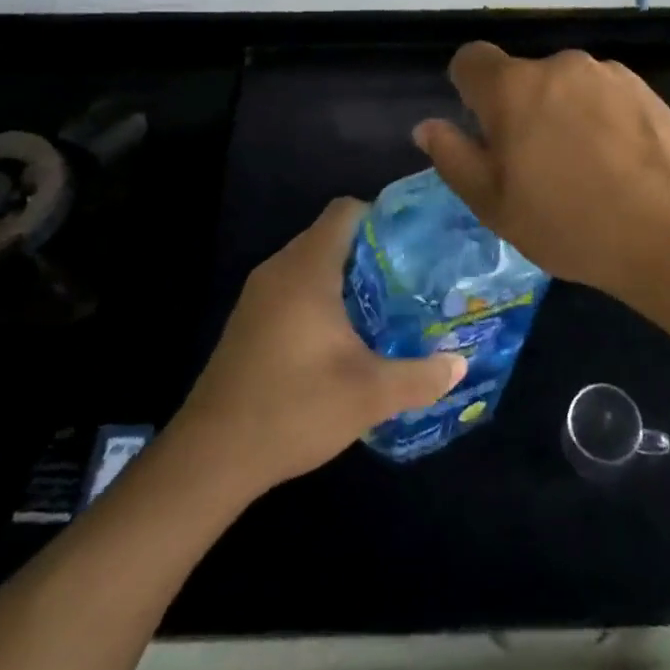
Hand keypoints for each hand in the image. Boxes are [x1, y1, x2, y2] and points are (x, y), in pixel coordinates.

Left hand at [169, 199, 466, 495]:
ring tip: (387, 305)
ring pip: (311, 263)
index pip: (346, 211)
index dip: (382, 216)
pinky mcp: (249, 321)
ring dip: (346, 276)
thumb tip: (459, 366)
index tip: (414, 243)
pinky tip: (344, 336)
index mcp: (307, 269)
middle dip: (372, 250)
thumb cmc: (294, 409)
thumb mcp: (369, 395)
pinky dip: (321, 296)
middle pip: (331, 235)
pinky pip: (293, 288)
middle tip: (411, 277)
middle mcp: (279, 269)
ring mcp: (258, 295)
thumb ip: (420, 377)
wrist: (210, 458)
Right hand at [413, 42, 669, 300]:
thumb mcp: (496, 206)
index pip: (471, 59)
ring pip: (564, 87)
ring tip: (586, 171)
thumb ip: (455, 159)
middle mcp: (558, 66)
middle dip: (518, 111)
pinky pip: (602, 94)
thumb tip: (429, 127)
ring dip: (561, 114)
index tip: (483, 132)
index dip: (468, 90)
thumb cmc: (573, 224)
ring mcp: (606, 73)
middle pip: (521, 77)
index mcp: (513, 88)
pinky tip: (620, 164)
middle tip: (536, 169)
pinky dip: (599, 118)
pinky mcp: (644, 87)